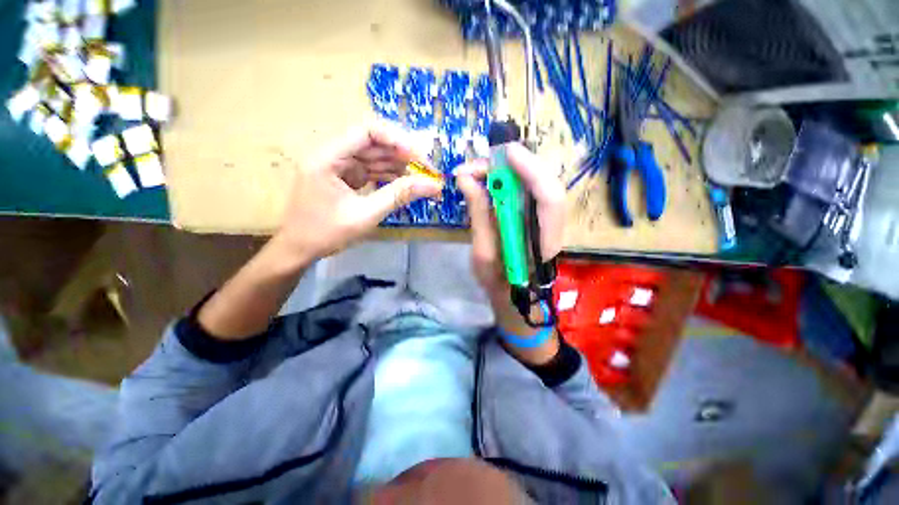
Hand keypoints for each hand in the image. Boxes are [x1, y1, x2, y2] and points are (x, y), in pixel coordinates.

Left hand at [272, 123, 442, 264]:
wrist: (299, 250)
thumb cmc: (325, 233)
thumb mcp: (365, 215)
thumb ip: (398, 196)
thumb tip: (432, 185)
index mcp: (328, 157)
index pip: (367, 132)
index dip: (397, 140)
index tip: (420, 158)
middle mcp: (333, 154)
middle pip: (374, 143)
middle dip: (403, 155)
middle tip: (429, 171)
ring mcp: (339, 166)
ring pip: (375, 157)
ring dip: (399, 167)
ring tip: (422, 180)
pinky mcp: (345, 177)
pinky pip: (371, 171)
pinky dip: (389, 177)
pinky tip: (406, 185)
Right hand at [456, 143, 565, 301]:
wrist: (512, 296)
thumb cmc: (498, 283)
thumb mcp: (483, 253)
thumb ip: (479, 215)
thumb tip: (466, 179)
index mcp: (544, 241)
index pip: (549, 197)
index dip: (531, 170)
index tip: (505, 154)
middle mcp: (551, 224)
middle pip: (542, 181)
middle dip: (511, 165)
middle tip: (474, 167)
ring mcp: (544, 217)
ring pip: (533, 181)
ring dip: (505, 170)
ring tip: (474, 173)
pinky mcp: (534, 213)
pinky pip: (524, 188)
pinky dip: (505, 179)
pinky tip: (485, 180)